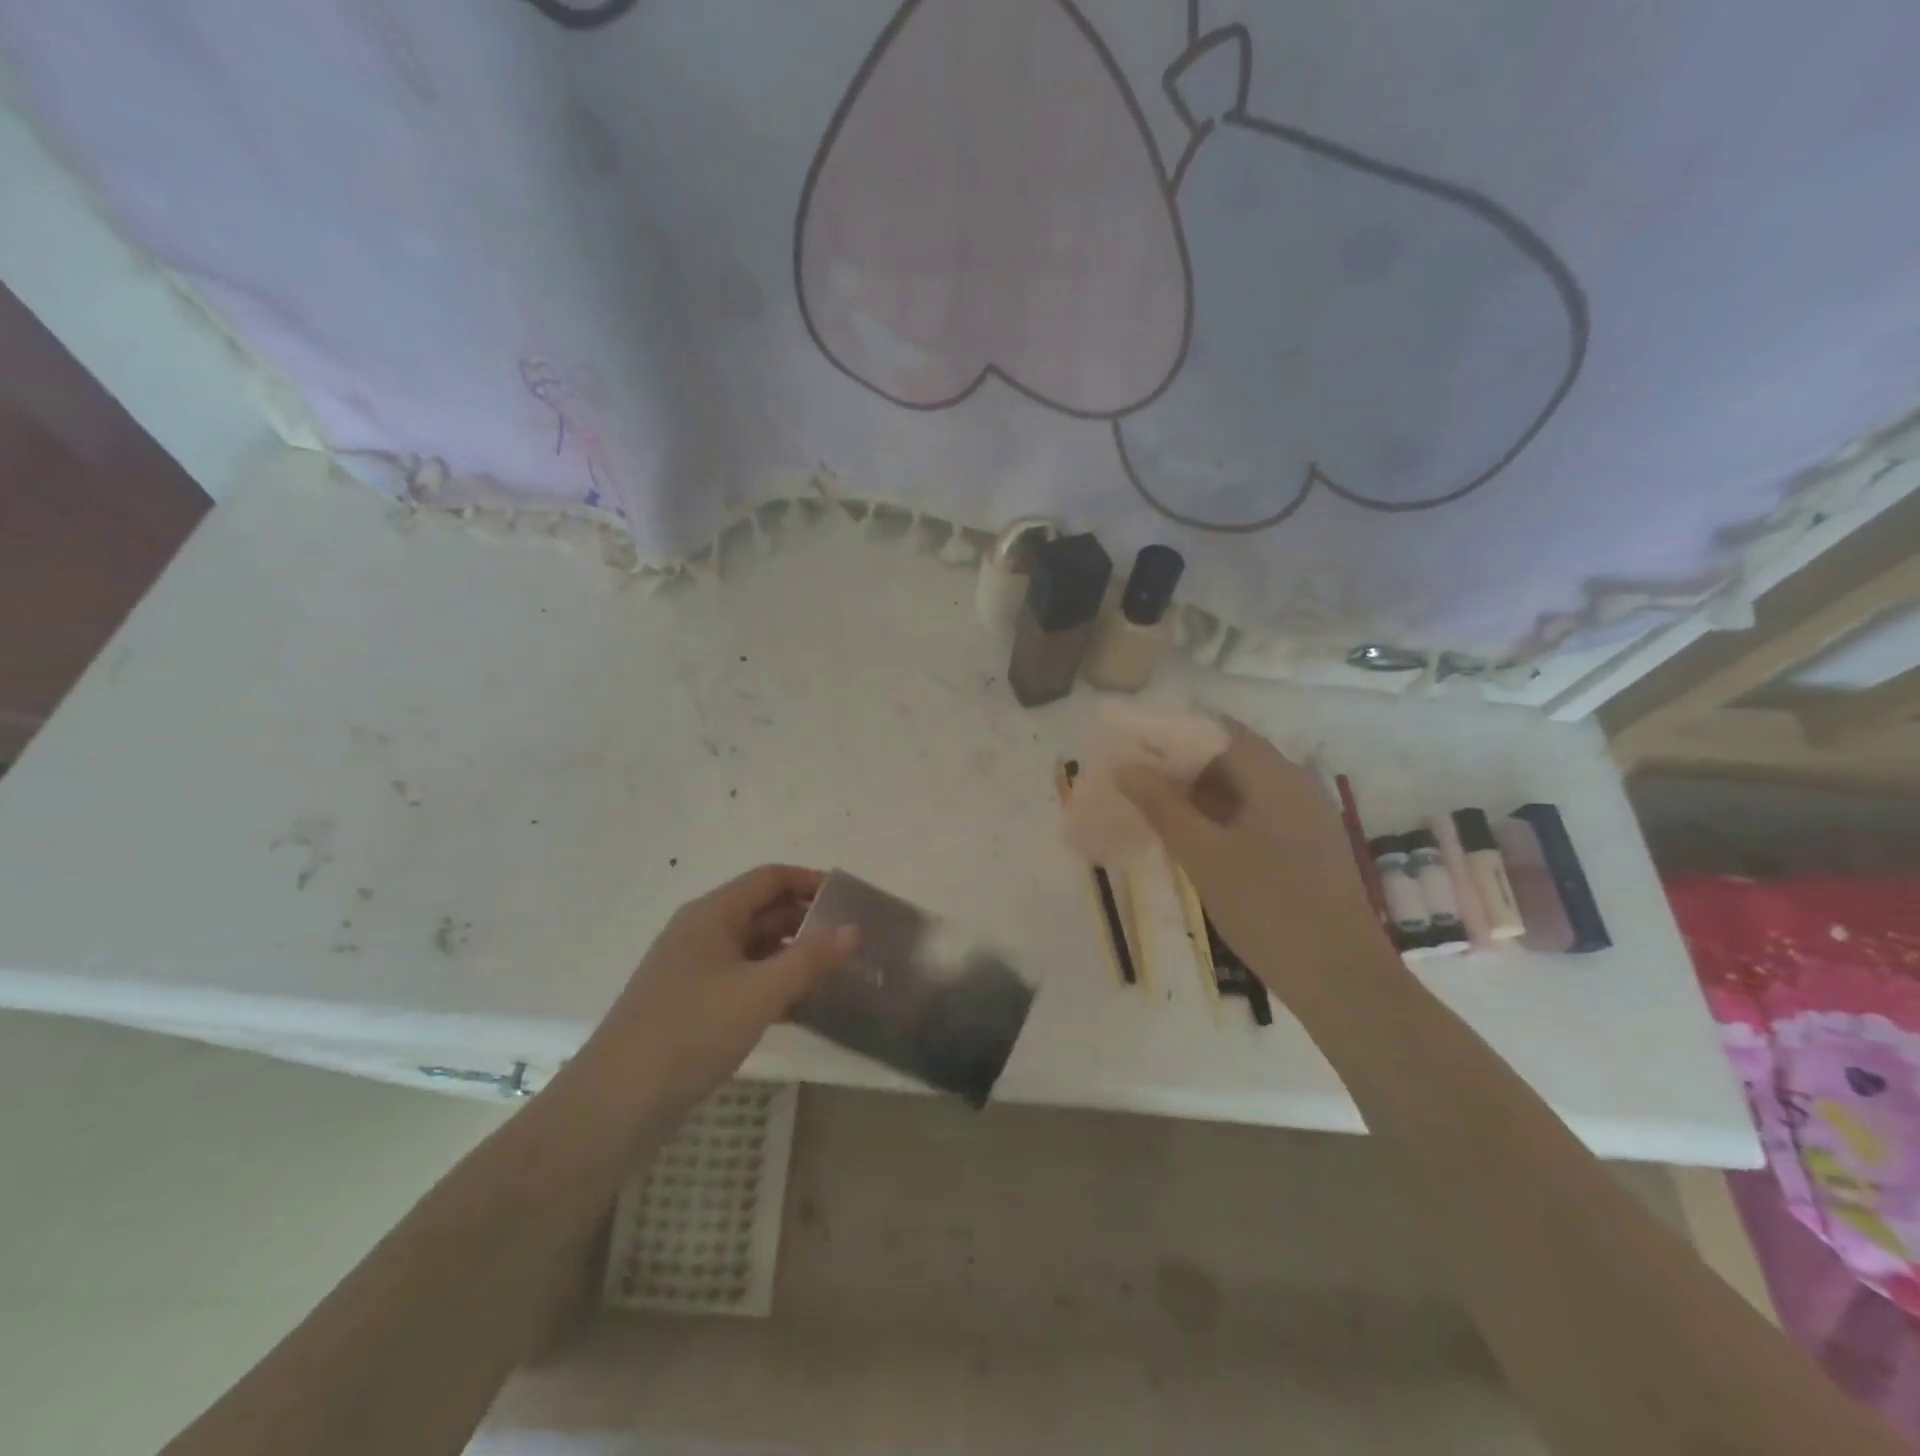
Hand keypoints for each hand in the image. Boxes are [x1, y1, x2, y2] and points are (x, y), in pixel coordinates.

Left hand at [581, 865, 857, 1112]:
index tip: (851, 898)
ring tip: (841, 971)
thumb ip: (811, 958)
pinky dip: (776, 986)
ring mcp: (697, 971)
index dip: (811, 881)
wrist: (616, 1104)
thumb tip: (856, 928)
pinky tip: (807, 1007)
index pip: (770, 878)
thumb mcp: (760, 992)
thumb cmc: (690, 1030)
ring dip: (796, 956)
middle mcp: (704, 933)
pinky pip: (746, 981)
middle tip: (855, 939)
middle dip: (809, 921)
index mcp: (712, 914)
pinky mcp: (696, 1005)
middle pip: (765, 911)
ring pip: (757, 949)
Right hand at [1118, 722, 1393, 995]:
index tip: (1133, 744)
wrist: (1341, 979)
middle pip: (1231, 757)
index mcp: (1275, 776)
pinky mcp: (1308, 848)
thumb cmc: (1267, 908)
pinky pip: (1256, 815)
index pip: (1218, 730)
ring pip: (1243, 789)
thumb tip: (1127, 768)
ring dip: (1199, 793)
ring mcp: (1306, 818)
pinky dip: (1220, 817)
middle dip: (1181, 764)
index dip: (1174, 732)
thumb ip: (1163, 806)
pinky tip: (1191, 838)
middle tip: (1134, 778)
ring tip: (1152, 806)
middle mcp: (1296, 786)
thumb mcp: (1204, 855)